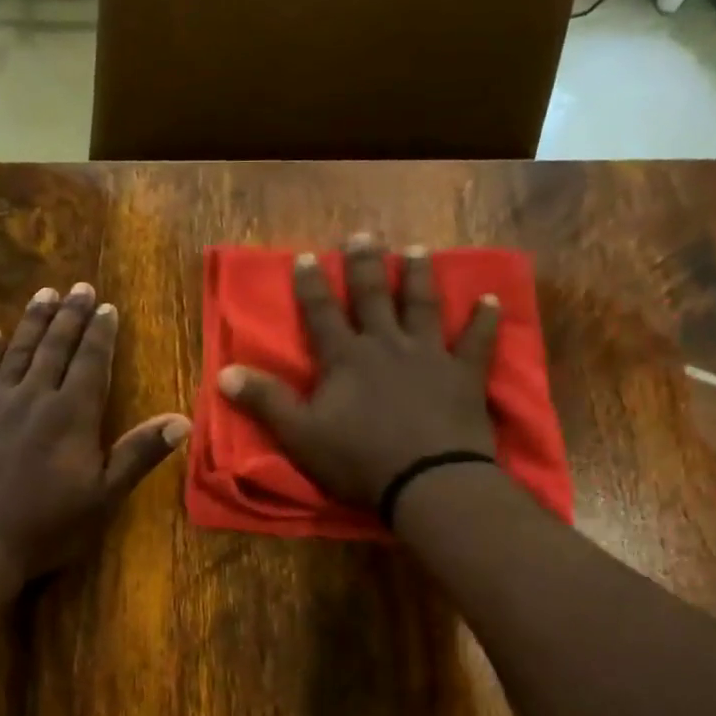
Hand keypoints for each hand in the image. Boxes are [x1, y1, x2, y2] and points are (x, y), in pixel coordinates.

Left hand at [0, 283, 191, 579]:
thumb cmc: (47, 525)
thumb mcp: (104, 496)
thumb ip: (139, 453)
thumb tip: (182, 420)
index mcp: (72, 414)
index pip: (91, 362)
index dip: (100, 333)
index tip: (106, 306)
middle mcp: (34, 398)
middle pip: (55, 348)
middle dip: (70, 316)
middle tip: (78, 287)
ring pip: (17, 352)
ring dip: (33, 322)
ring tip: (44, 295)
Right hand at [216, 234, 500, 508]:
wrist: (428, 481)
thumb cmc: (358, 460)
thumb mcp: (300, 435)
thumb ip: (265, 401)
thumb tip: (224, 372)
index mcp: (346, 358)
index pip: (322, 313)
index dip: (311, 285)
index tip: (305, 256)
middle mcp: (386, 345)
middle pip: (373, 297)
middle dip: (365, 265)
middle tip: (363, 235)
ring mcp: (429, 356)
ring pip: (422, 306)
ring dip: (418, 277)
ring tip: (416, 251)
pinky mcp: (464, 375)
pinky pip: (477, 341)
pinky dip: (485, 320)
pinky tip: (491, 300)